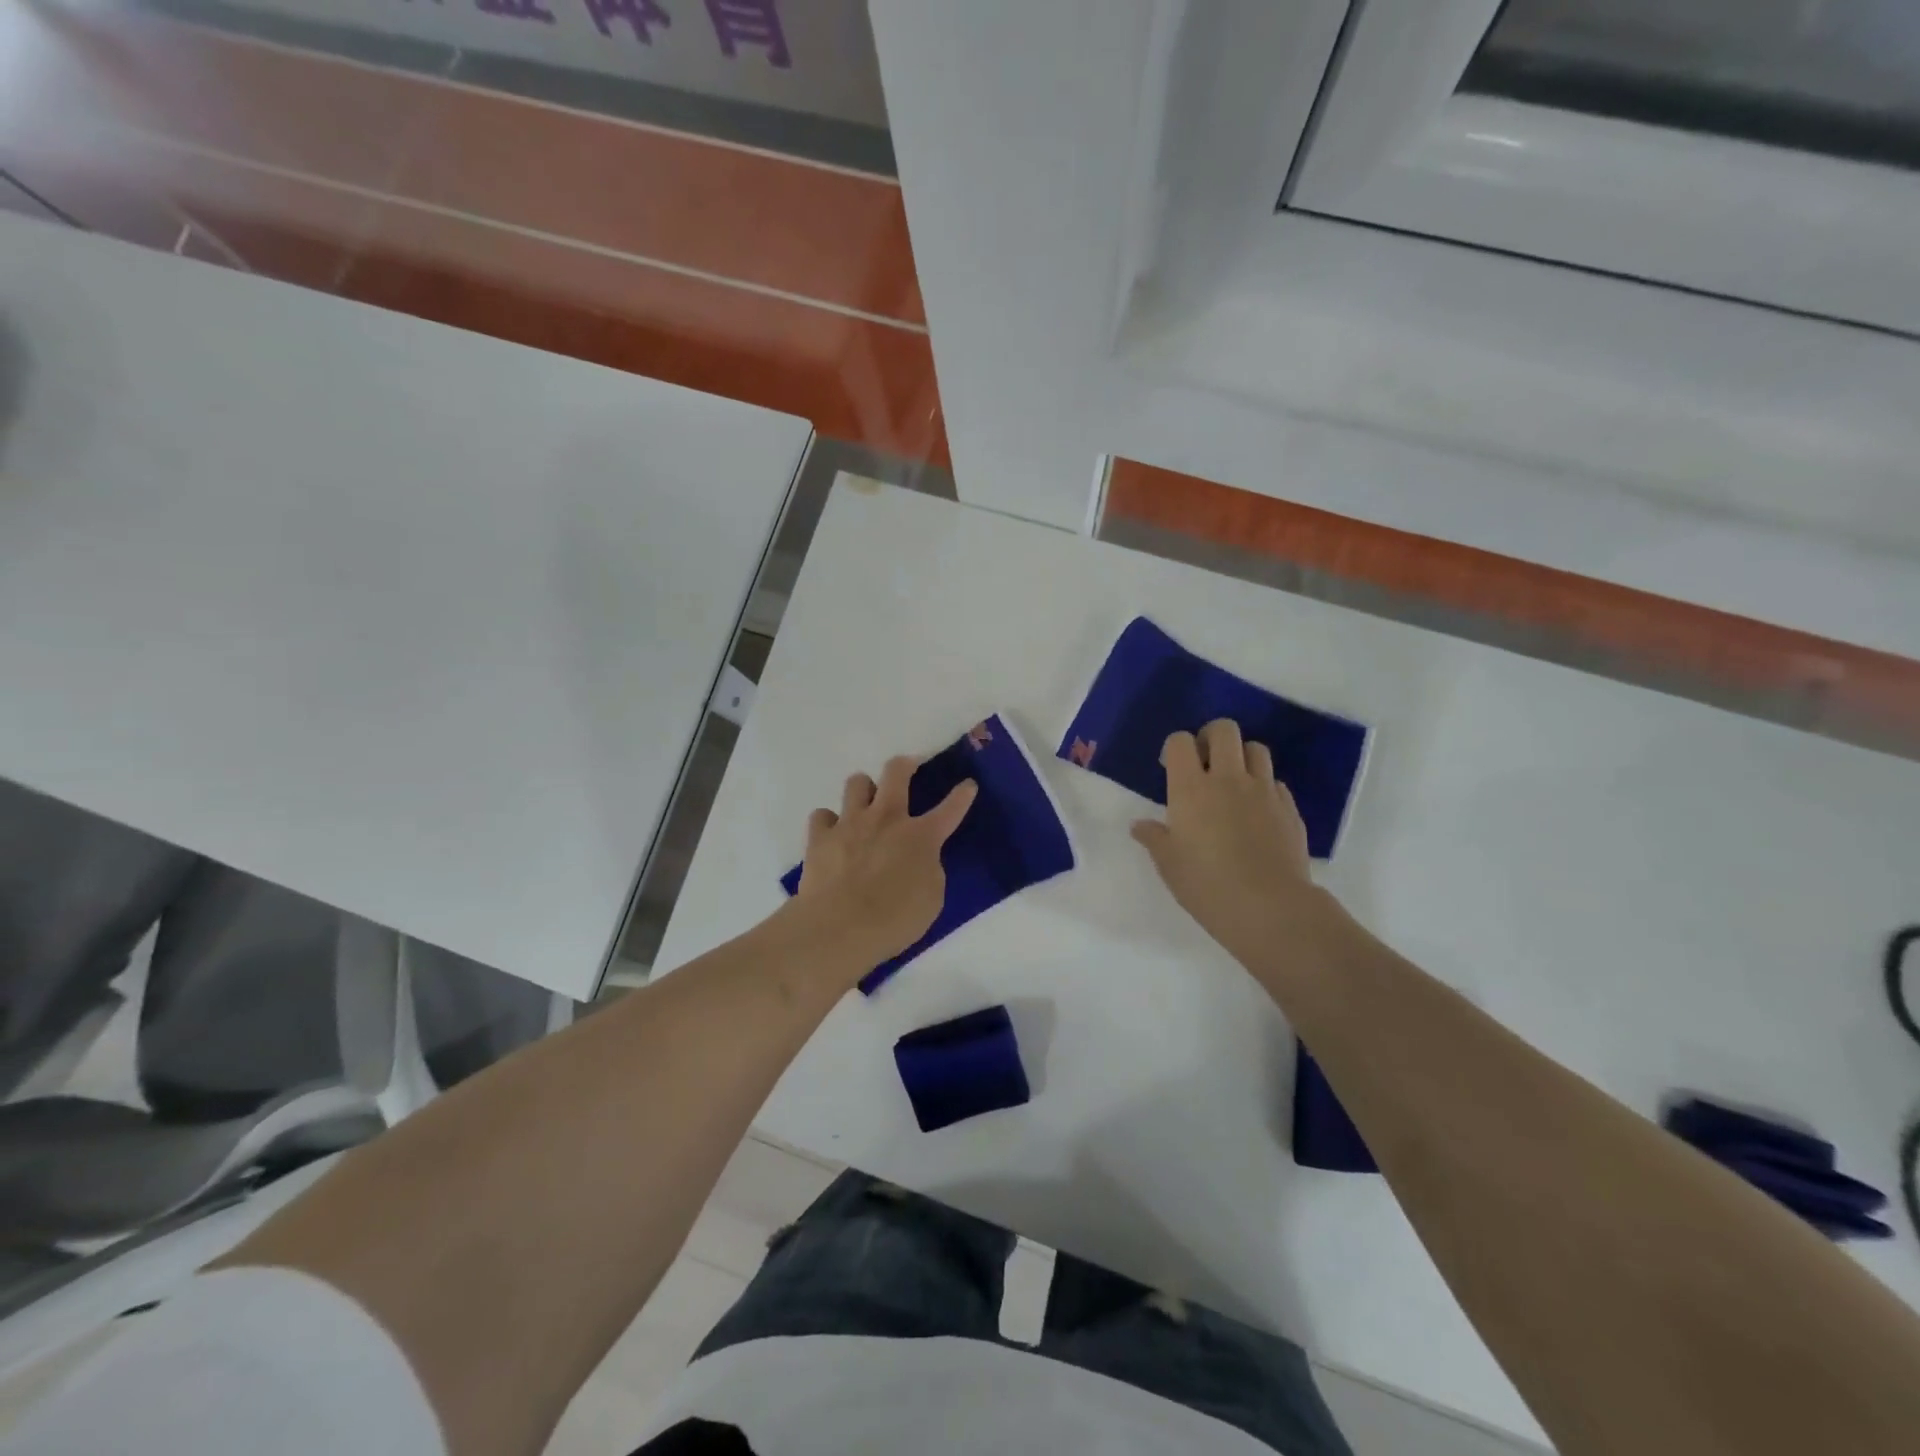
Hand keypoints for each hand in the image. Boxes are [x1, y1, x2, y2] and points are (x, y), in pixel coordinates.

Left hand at [792, 756, 976, 972]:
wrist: (838, 928)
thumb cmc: (893, 920)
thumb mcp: (931, 899)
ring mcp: (850, 823)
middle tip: (909, 767)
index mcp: (921, 836)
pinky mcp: (819, 837)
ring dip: (864, 789)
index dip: (962, 795)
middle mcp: (886, 819)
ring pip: (856, 782)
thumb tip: (919, 859)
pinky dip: (829, 822)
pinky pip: (823, 815)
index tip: (968, 784)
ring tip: (866, 803)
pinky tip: (832, 835)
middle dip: (906, 764)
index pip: (950, 809)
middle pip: (896, 772)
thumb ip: (928, 870)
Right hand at [1130, 720, 1335, 970]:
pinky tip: (1257, 811)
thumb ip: (1154, 838)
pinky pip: (1276, 782)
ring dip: (1242, 756)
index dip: (1174, 747)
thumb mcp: (1169, 864)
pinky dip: (1264, 786)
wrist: (1270, 907)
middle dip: (1211, 737)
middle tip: (1204, 762)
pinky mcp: (1289, 808)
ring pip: (1256, 749)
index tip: (1170, 767)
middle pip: (1224, 730)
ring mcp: (1263, 791)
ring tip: (1233, 781)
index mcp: (1190, 788)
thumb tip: (1140, 826)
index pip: (1180, 741)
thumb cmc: (1206, 885)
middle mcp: (1228, 778)